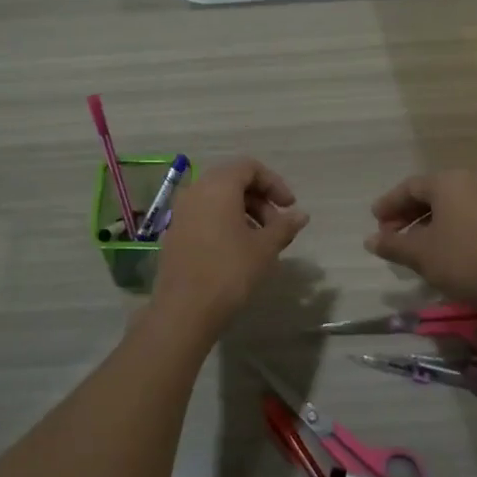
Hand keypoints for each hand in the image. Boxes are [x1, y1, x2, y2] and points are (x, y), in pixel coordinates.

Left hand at [152, 158, 308, 330]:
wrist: (185, 309)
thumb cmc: (230, 271)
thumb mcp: (265, 248)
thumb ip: (284, 226)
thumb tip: (301, 214)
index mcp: (218, 186)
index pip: (249, 167)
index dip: (274, 183)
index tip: (289, 207)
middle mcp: (195, 191)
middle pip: (232, 181)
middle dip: (259, 199)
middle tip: (278, 227)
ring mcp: (180, 212)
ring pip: (217, 199)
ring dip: (243, 212)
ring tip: (261, 241)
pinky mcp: (174, 232)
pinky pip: (204, 215)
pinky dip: (224, 222)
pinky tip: (238, 250)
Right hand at [364, 171, 476, 318]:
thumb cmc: (461, 260)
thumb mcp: (419, 253)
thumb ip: (392, 244)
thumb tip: (370, 240)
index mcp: (448, 183)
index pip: (409, 187)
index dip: (388, 204)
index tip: (374, 222)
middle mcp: (469, 186)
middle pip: (429, 196)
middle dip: (405, 215)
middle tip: (388, 235)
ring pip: (446, 210)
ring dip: (423, 226)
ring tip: (409, 247)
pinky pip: (462, 221)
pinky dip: (443, 232)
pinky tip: (435, 253)